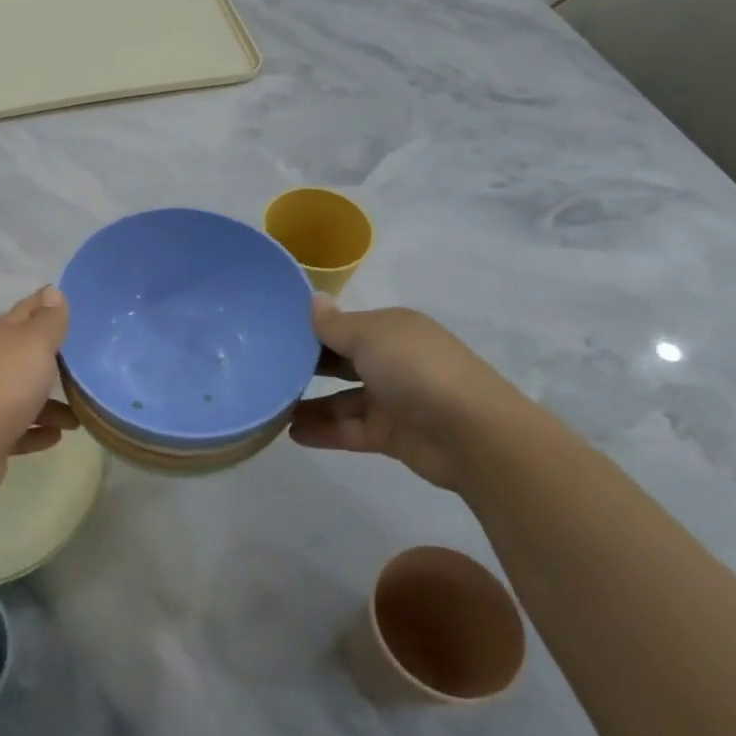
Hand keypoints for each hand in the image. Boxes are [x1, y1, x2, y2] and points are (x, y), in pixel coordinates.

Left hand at [0, 287, 79, 497]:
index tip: (77, 305)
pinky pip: (21, 429)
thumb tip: (51, 291)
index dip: (49, 304)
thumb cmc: (6, 385)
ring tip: (80, 415)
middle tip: (89, 362)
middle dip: (54, 357)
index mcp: (1, 336)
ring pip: (26, 395)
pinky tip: (57, 436)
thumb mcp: (34, 343)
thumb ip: (48, 320)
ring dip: (53, 404)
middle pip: (27, 355)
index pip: (28, 310)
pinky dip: (38, 430)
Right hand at [289, 298, 520, 490]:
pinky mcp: (390, 435)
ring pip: (341, 400)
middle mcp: (392, 361)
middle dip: (307, 367)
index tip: (272, 334)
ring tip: (270, 408)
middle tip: (264, 372)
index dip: (311, 330)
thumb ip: (336, 324)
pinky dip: (323, 431)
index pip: (345, 327)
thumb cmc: (416, 370)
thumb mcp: (370, 336)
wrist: (471, 434)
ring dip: (309, 404)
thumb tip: (314, 300)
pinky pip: (349, 430)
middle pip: (341, 363)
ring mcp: (392, 400)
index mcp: (392, 331)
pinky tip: (292, 433)